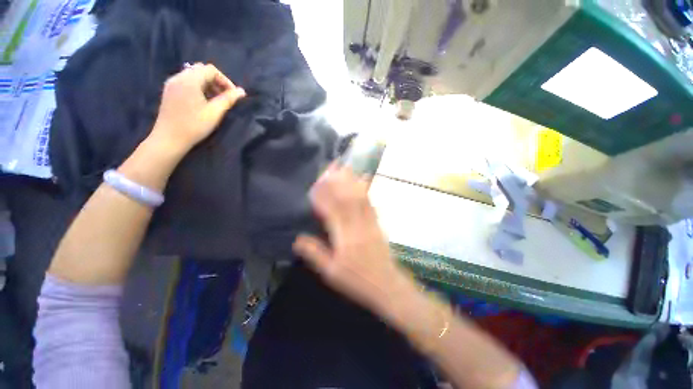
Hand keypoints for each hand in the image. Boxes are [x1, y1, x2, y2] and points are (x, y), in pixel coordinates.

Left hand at [150, 63, 245, 154]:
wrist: (169, 138)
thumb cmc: (194, 125)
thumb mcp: (215, 112)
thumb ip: (228, 99)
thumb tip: (242, 91)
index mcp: (189, 80)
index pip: (211, 70)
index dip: (225, 80)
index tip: (233, 95)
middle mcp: (179, 77)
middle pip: (201, 70)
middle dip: (216, 81)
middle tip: (224, 97)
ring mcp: (172, 84)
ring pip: (193, 75)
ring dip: (208, 85)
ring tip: (215, 101)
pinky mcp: (169, 91)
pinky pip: (186, 82)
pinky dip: (198, 87)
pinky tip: (202, 101)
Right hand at [293, 164, 413, 312]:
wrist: (386, 285)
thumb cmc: (357, 281)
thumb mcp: (331, 273)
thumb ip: (315, 254)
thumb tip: (297, 238)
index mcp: (345, 238)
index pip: (331, 211)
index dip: (322, 196)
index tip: (315, 183)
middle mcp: (357, 226)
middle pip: (347, 199)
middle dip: (338, 182)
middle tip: (331, 166)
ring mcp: (370, 223)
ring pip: (360, 199)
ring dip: (352, 182)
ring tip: (345, 168)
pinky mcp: (377, 224)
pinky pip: (371, 204)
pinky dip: (365, 191)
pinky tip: (363, 181)